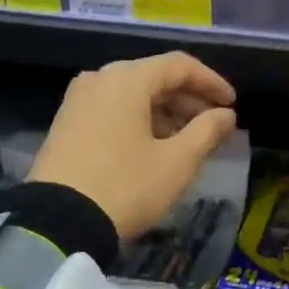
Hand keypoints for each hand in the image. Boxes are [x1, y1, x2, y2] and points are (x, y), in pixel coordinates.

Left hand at [29, 52, 237, 238]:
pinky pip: (112, 109)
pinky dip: (139, 119)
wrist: (56, 223)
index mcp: (127, 78)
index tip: (232, 105)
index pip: (179, 65)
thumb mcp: (176, 163)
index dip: (211, 82)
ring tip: (188, 139)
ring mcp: (78, 100)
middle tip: (213, 124)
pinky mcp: (66, 122)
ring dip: (164, 111)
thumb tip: (225, 115)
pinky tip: (153, 145)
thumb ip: (206, 131)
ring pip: (132, 94)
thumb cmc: (125, 186)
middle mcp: (100, 78)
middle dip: (188, 98)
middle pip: (154, 77)